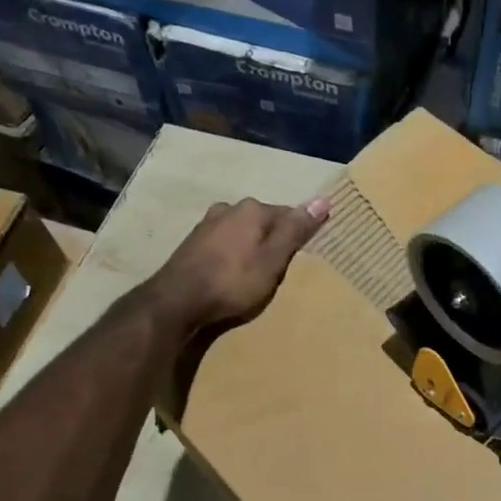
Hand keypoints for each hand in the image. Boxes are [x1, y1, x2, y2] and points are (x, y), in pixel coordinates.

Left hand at [153, 196, 329, 333]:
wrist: (177, 301)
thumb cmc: (233, 281)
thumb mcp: (273, 260)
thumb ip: (296, 230)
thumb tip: (323, 199)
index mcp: (253, 209)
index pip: (288, 215)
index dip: (298, 236)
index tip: (302, 257)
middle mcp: (229, 208)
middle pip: (263, 222)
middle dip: (273, 241)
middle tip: (279, 270)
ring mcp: (207, 224)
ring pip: (242, 232)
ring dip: (251, 248)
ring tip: (255, 275)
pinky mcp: (192, 242)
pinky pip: (224, 243)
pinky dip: (232, 255)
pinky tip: (231, 274)